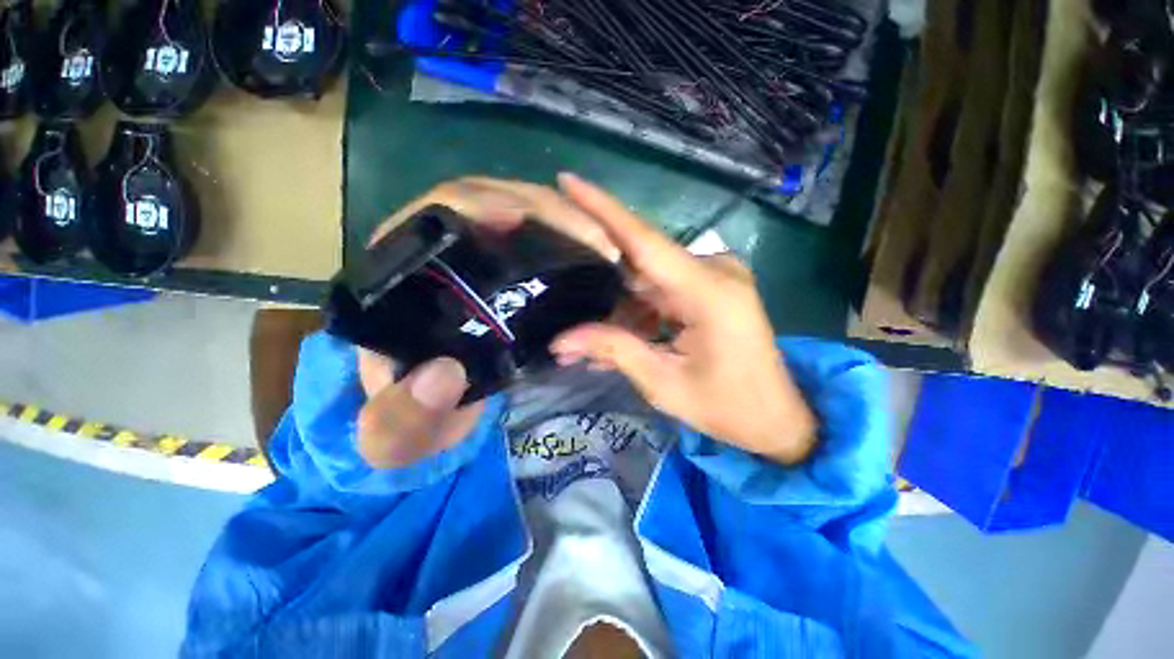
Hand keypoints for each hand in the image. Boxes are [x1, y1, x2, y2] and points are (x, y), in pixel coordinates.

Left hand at [356, 177, 618, 467]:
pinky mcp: (507, 274)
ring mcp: (480, 258)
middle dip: (545, 210)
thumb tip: (444, 374)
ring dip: (566, 222)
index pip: (436, 215)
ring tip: (605, 247)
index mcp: (402, 276)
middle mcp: (441, 253)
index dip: (477, 205)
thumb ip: (404, 416)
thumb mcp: (398, 432)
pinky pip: (542, 242)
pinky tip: (598, 258)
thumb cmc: (410, 417)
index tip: (521, 218)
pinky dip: (572, 243)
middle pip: (491, 201)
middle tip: (595, 239)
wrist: (434, 418)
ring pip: (524, 217)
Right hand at [551, 174, 817, 464]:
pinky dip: (639, 311)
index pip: (644, 240)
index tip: (568, 180)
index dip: (603, 209)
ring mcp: (715, 277)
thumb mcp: (664, 383)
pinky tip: (621, 336)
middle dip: (601, 278)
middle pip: (641, 261)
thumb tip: (560, 341)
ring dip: (620, 306)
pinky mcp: (712, 288)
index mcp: (709, 291)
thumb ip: (614, 351)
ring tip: (589, 342)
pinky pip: (663, 290)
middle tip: (565, 293)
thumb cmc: (726, 407)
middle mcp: (715, 271)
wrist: (775, 418)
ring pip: (648, 279)